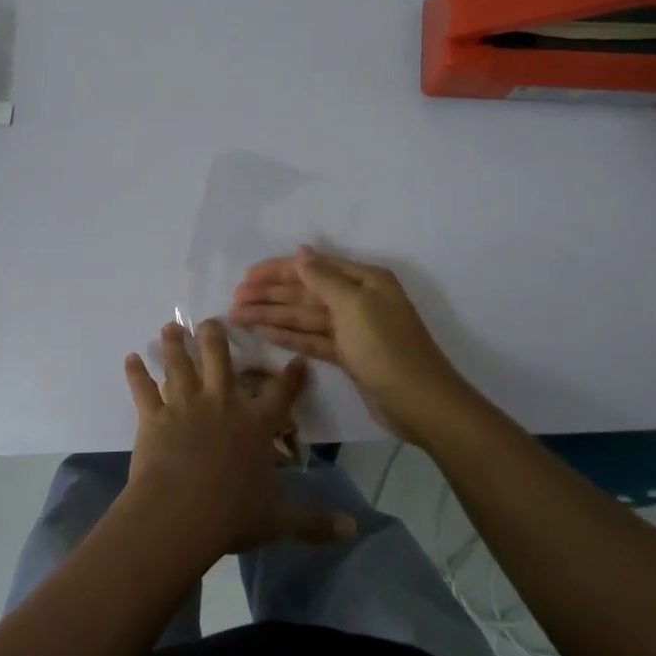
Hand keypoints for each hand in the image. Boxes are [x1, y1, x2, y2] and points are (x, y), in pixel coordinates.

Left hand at [121, 320, 354, 560]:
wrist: (181, 513)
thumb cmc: (233, 515)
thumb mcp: (280, 519)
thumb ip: (315, 522)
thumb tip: (353, 530)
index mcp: (255, 424)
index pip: (280, 393)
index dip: (291, 376)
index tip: (297, 359)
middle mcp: (222, 404)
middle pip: (220, 359)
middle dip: (215, 337)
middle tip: (210, 321)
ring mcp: (186, 406)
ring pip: (179, 364)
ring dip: (174, 344)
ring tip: (170, 328)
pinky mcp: (154, 416)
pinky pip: (143, 389)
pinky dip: (136, 373)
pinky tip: (130, 358)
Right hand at [229, 246, 475, 443]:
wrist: (420, 403)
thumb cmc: (387, 347)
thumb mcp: (355, 306)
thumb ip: (324, 278)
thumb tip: (302, 252)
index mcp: (364, 280)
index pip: (312, 268)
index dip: (278, 271)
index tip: (245, 278)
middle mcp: (357, 299)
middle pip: (306, 292)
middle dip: (270, 295)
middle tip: (234, 300)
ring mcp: (352, 329)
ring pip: (304, 317)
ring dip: (273, 315)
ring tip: (239, 317)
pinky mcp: (348, 355)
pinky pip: (312, 339)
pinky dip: (288, 336)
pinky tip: (263, 333)